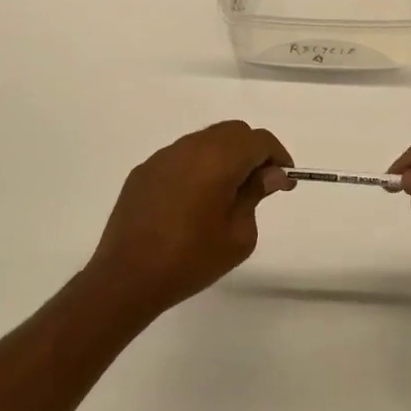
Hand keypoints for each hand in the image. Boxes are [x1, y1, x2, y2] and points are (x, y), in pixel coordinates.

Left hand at [85, 121, 293, 315]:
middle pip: (233, 132)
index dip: (277, 156)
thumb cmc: (191, 259)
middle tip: (260, 185)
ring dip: (224, 156)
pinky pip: (181, 156)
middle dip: (252, 151)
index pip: (259, 140)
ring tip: (227, 192)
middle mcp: (190, 147)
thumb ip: (255, 195)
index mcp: (218, 159)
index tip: (284, 180)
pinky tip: (195, 199)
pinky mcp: (144, 171)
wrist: (127, 277)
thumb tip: (269, 174)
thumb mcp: (239, 235)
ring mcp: (163, 156)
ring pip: (205, 140)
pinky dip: (198, 166)